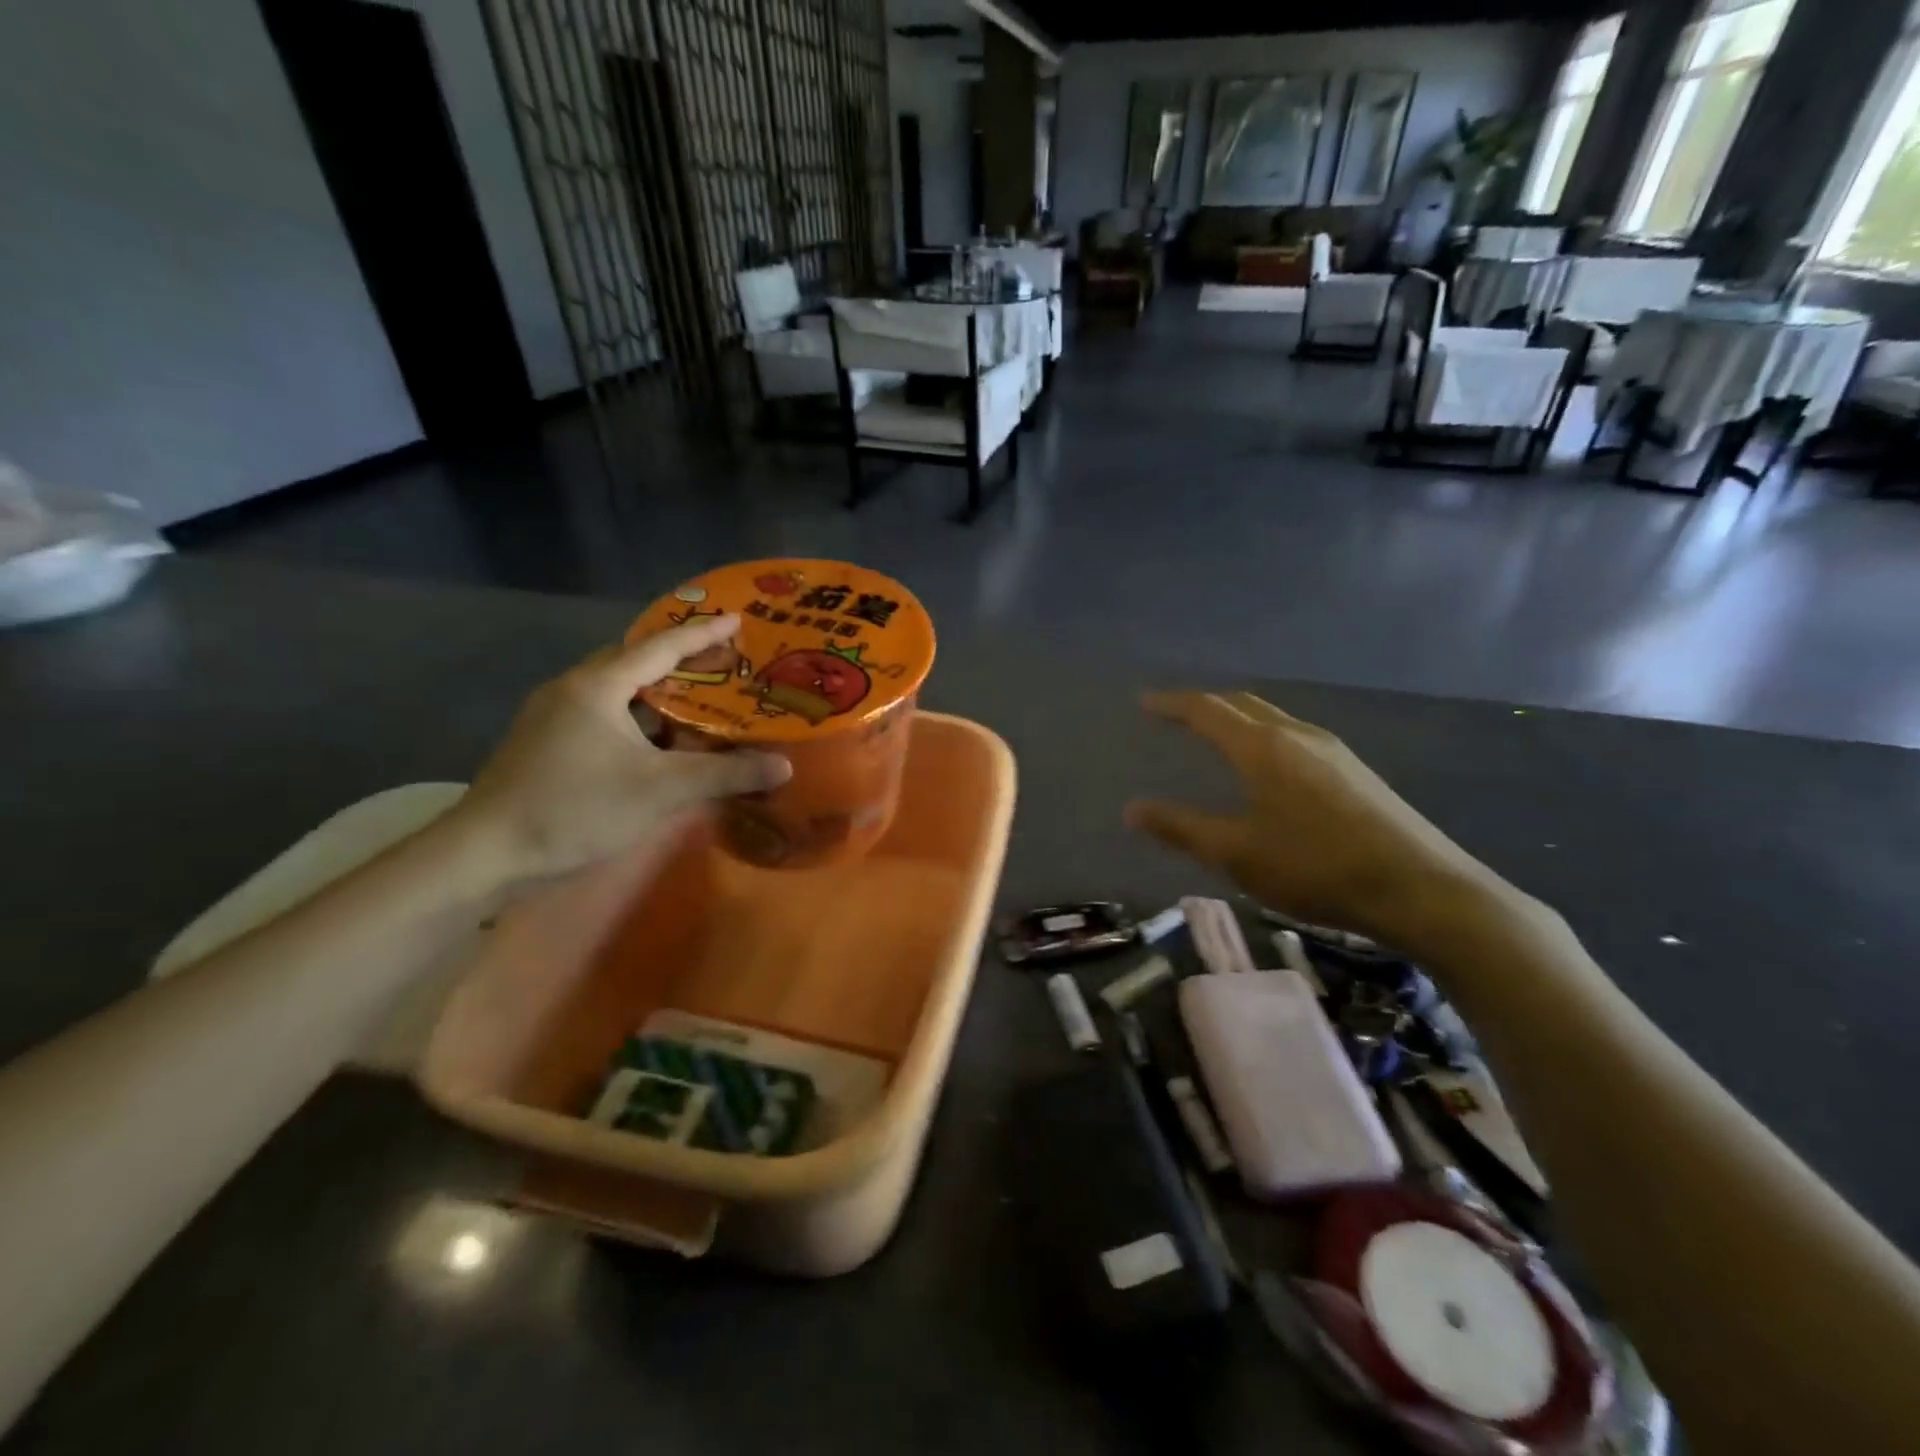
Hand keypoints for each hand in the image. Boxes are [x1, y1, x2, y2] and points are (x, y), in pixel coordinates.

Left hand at [455, 617, 789, 883]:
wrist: (485, 854)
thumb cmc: (575, 808)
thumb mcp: (661, 790)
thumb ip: (725, 774)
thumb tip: (783, 765)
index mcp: (597, 686)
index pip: (660, 647)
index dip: (702, 634)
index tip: (736, 620)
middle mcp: (572, 690)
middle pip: (633, 661)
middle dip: (679, 660)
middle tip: (721, 666)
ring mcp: (552, 717)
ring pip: (615, 691)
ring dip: (656, 693)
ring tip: (696, 703)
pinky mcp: (544, 744)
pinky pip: (601, 714)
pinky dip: (635, 719)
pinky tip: (656, 745)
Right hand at [1125, 691, 1507, 945]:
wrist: (1421, 890)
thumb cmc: (1317, 868)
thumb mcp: (1237, 854)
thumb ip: (1181, 828)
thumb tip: (1132, 809)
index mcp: (1263, 747)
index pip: (1207, 710)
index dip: (1172, 704)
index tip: (1145, 702)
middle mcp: (1297, 735)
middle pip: (1242, 704)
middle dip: (1205, 705)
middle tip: (1177, 716)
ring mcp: (1333, 750)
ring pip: (1273, 719)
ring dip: (1238, 720)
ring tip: (1217, 738)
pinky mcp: (1356, 771)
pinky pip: (1295, 738)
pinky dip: (1264, 737)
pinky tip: (1269, 769)